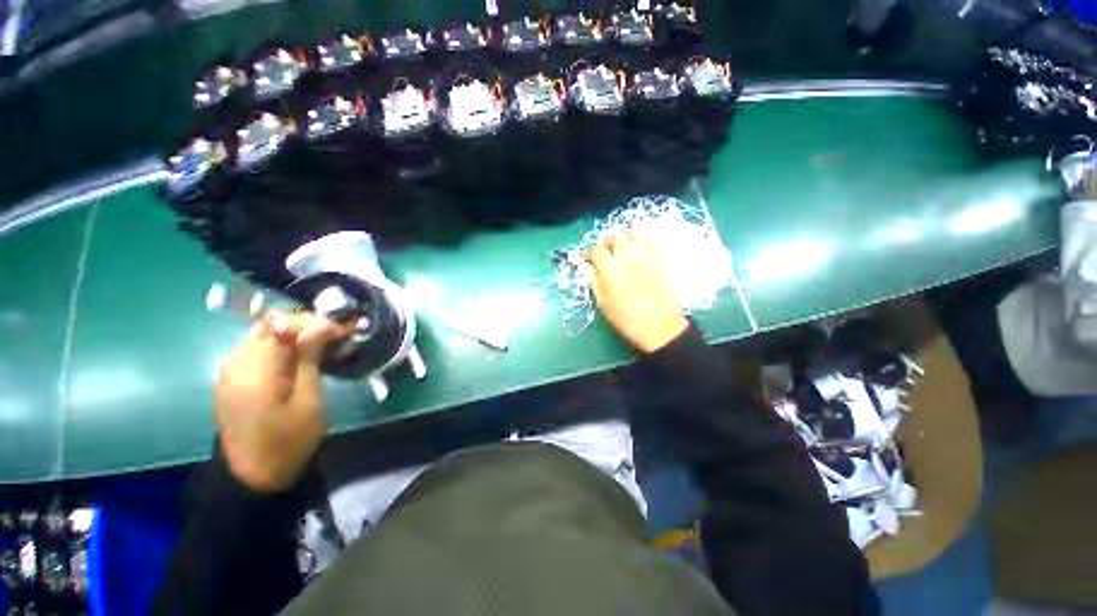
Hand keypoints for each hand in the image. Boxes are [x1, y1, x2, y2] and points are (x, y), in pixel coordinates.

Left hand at [214, 312, 350, 492]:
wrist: (253, 476)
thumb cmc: (289, 440)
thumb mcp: (309, 400)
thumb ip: (309, 358)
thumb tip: (321, 326)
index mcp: (254, 370)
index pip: (282, 325)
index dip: (314, 322)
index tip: (342, 330)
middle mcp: (234, 363)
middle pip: (270, 324)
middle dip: (305, 325)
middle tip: (334, 336)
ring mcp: (229, 370)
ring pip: (263, 334)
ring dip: (294, 334)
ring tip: (321, 345)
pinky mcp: (230, 378)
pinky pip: (256, 348)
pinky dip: (280, 345)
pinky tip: (299, 358)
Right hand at [589, 232, 688, 352]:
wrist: (659, 326)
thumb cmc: (627, 319)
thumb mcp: (603, 304)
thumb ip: (596, 282)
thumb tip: (593, 270)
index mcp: (610, 268)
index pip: (596, 250)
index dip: (589, 253)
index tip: (587, 259)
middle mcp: (627, 256)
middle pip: (615, 236)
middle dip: (607, 241)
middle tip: (605, 250)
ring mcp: (645, 256)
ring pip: (634, 234)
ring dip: (625, 238)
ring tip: (622, 247)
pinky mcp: (660, 260)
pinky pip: (650, 242)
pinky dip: (642, 243)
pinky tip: (639, 252)